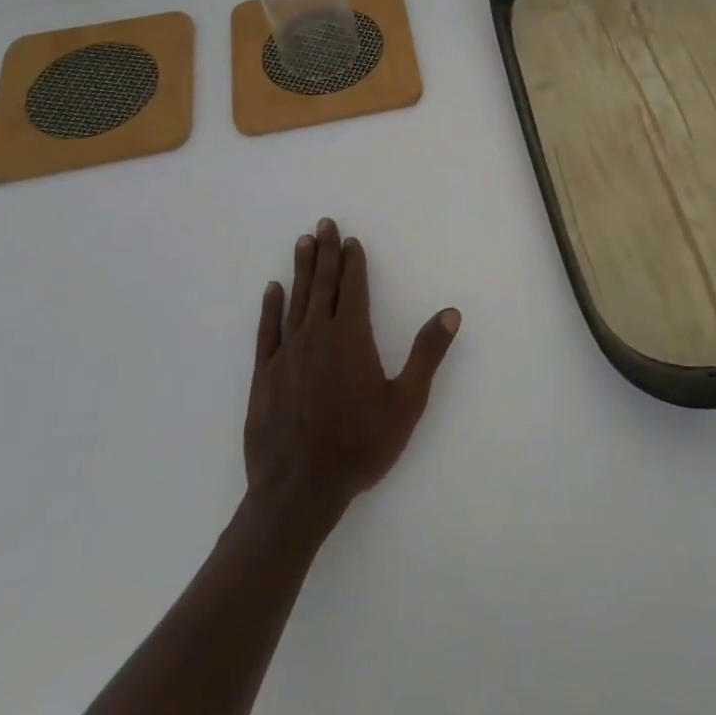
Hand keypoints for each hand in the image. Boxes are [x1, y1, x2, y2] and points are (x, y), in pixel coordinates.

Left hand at [245, 219, 461, 532]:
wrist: (299, 490)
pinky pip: (267, 330)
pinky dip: (270, 307)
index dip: (353, 262)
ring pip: (296, 300)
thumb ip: (427, 354)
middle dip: (326, 253)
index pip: (354, 288)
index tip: (351, 240)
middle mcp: (318, 335)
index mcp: (352, 338)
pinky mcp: (264, 374)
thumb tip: (450, 313)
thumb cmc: (359, 445)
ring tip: (303, 242)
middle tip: (324, 224)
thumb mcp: (406, 402)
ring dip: (301, 270)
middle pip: (323, 285)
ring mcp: (287, 353)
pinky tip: (272, 289)